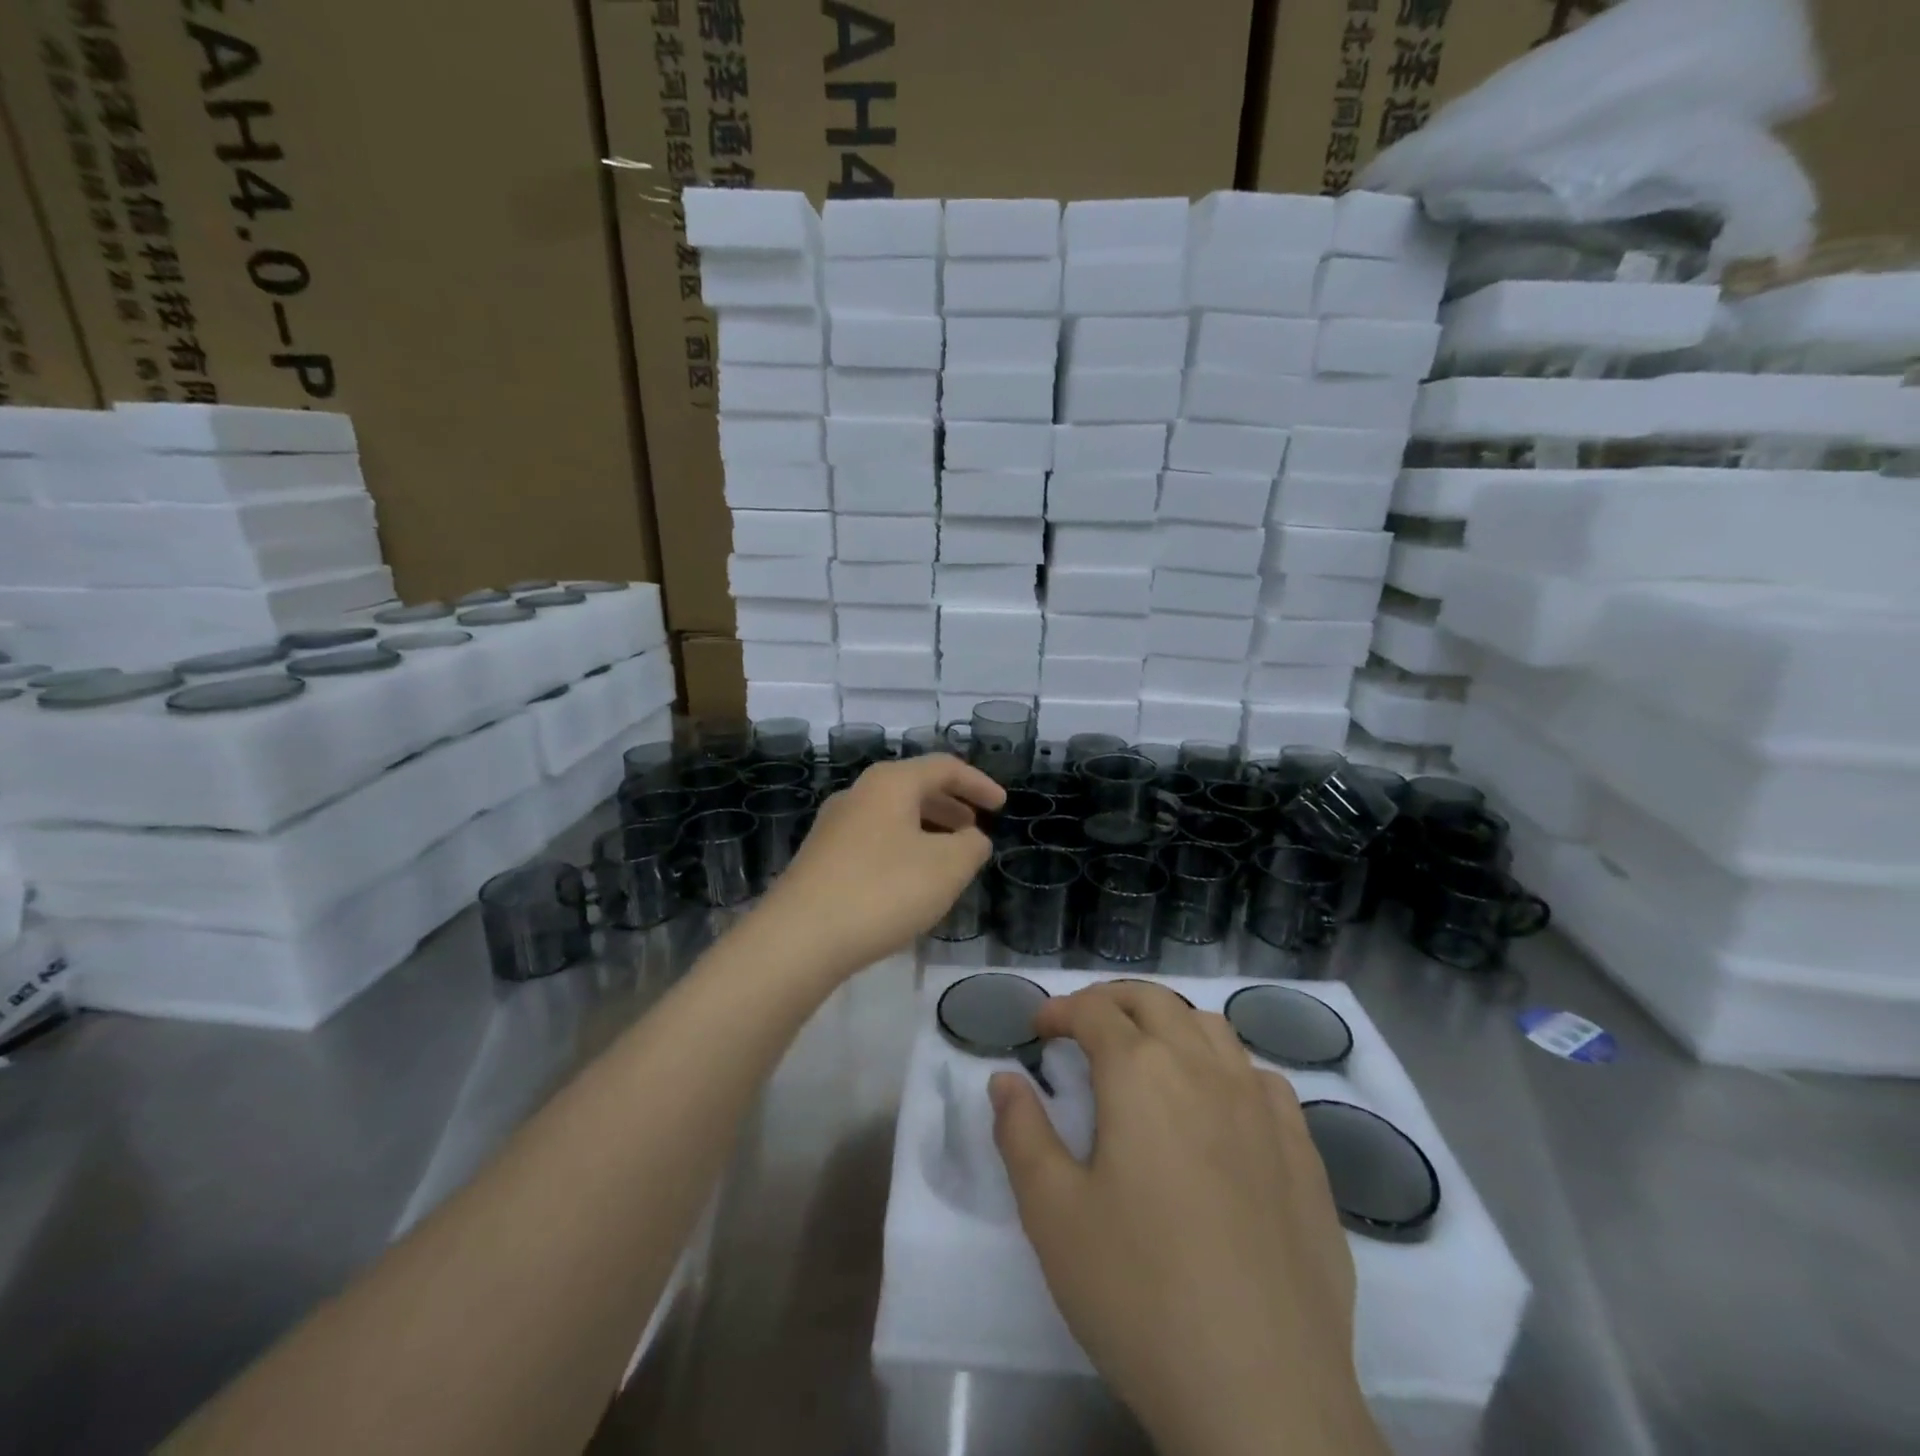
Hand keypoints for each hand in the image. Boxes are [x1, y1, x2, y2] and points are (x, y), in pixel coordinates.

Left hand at [753, 756, 1002, 979]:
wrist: (799, 938)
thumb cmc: (883, 891)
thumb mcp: (947, 868)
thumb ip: (972, 846)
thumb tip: (971, 838)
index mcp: (890, 783)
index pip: (944, 767)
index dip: (978, 783)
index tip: (1001, 806)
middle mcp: (858, 794)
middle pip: (914, 787)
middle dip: (951, 805)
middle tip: (975, 829)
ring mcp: (833, 826)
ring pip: (892, 815)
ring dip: (926, 829)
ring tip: (947, 858)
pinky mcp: (820, 858)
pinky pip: (873, 840)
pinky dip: (902, 848)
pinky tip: (909, 882)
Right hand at [991, 983, 1382, 1455]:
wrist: (1263, 1394)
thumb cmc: (1138, 1293)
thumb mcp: (1052, 1214)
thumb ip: (1022, 1133)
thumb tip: (1006, 1079)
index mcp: (1141, 1073)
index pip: (1094, 1010)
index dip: (1060, 1010)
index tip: (1038, 1029)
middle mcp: (1205, 1068)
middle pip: (1154, 1001)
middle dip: (1111, 1001)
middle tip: (1084, 1027)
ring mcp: (1262, 1107)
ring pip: (1212, 1028)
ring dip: (1170, 1025)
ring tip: (1147, 1058)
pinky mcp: (1304, 1151)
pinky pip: (1261, 1078)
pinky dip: (1226, 1069)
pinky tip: (1218, 1109)